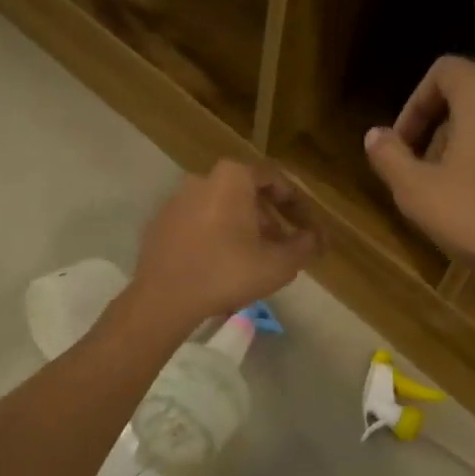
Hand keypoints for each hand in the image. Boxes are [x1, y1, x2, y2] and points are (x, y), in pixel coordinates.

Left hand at [130, 160, 324, 328]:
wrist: (164, 297)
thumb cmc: (227, 272)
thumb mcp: (278, 264)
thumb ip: (304, 247)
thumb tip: (314, 239)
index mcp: (232, 178)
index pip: (275, 179)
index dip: (297, 204)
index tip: (308, 227)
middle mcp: (202, 179)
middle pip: (246, 193)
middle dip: (270, 217)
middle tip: (285, 244)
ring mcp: (177, 200)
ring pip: (221, 208)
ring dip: (243, 227)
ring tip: (256, 257)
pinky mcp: (160, 223)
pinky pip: (198, 222)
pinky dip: (216, 235)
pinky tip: (223, 263)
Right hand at [363, 56, 474, 286]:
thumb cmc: (473, 215)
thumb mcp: (415, 189)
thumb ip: (389, 155)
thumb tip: (374, 135)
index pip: (444, 71)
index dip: (414, 102)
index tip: (401, 142)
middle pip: (466, 96)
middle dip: (434, 126)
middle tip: (416, 166)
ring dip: (459, 143)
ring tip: (442, 184)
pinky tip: (474, 196)